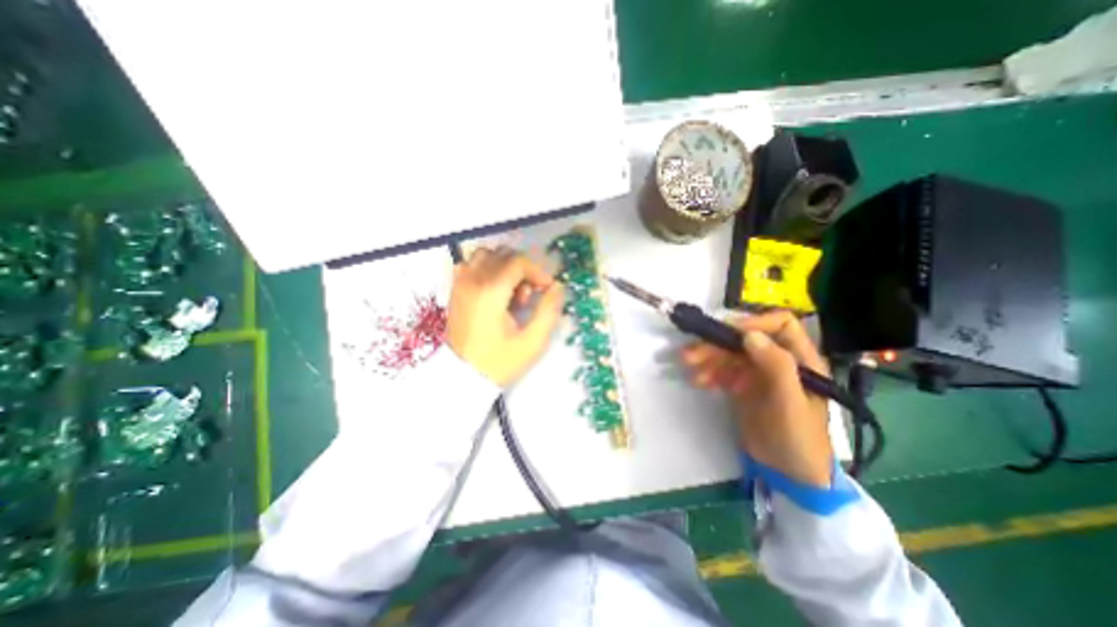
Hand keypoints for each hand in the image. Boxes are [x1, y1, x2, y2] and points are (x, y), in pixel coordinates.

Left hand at [449, 245, 567, 386]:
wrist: (463, 377)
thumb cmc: (499, 361)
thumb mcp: (532, 342)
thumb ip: (549, 310)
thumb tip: (558, 287)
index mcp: (491, 291)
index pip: (519, 262)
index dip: (538, 272)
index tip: (547, 289)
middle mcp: (473, 280)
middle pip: (504, 255)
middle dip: (523, 270)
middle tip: (529, 295)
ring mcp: (460, 283)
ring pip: (486, 255)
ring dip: (504, 267)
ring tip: (511, 293)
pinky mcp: (455, 290)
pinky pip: (471, 265)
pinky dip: (486, 269)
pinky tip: (494, 290)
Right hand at [675, 310, 832, 486]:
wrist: (789, 475)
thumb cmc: (799, 438)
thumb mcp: (790, 403)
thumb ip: (777, 367)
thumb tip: (749, 335)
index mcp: (800, 359)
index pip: (779, 325)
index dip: (754, 324)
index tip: (728, 335)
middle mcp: (778, 360)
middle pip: (745, 340)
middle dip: (718, 344)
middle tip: (691, 354)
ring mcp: (758, 373)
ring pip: (730, 354)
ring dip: (708, 358)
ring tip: (689, 367)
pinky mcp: (743, 386)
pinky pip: (723, 371)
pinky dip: (709, 372)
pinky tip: (698, 381)